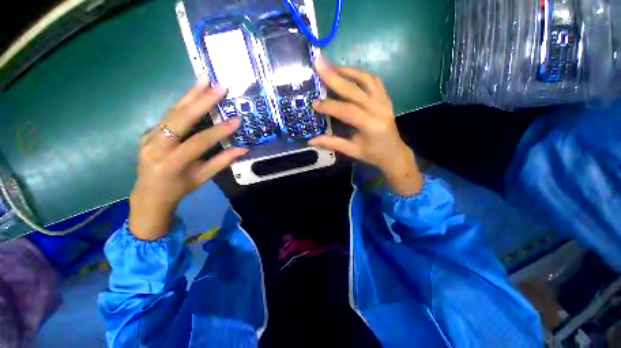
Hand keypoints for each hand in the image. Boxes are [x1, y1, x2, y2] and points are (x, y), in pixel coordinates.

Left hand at [129, 79, 246, 239]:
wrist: (149, 195)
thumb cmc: (179, 188)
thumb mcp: (203, 177)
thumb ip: (223, 161)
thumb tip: (244, 149)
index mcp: (172, 162)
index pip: (199, 141)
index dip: (220, 131)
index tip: (237, 120)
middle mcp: (157, 146)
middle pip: (180, 118)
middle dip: (202, 101)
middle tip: (218, 86)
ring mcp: (149, 136)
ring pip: (172, 111)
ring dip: (190, 94)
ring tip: (204, 79)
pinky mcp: (149, 131)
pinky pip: (168, 114)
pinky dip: (183, 102)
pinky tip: (193, 92)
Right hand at [309, 57, 422, 195]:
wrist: (394, 153)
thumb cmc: (372, 154)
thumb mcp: (352, 151)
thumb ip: (332, 143)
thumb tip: (311, 140)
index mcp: (371, 125)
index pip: (347, 110)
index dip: (329, 106)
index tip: (314, 103)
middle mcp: (379, 109)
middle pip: (355, 89)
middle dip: (334, 76)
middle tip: (318, 63)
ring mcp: (384, 101)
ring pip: (366, 79)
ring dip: (347, 70)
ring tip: (330, 67)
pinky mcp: (386, 97)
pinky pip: (373, 80)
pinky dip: (359, 74)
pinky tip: (347, 72)